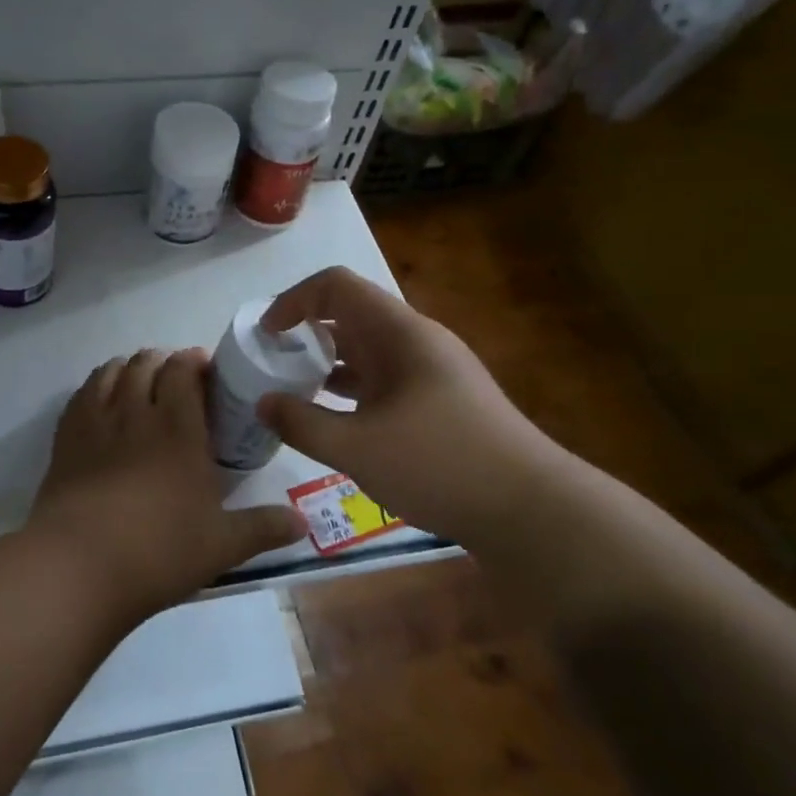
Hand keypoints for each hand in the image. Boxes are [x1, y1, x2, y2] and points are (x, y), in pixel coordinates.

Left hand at [29, 348, 306, 620]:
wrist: (79, 565)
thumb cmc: (159, 550)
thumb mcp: (222, 545)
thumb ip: (264, 528)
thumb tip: (302, 524)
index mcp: (178, 427)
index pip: (182, 369)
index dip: (193, 360)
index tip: (205, 372)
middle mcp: (135, 412)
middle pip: (145, 362)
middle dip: (162, 362)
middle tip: (175, 383)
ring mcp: (95, 421)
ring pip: (110, 371)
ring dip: (128, 368)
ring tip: (138, 385)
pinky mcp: (65, 438)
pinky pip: (81, 394)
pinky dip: (96, 386)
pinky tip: (102, 403)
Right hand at [257, 267, 561, 538]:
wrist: (532, 509)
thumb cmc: (440, 465)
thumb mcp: (357, 448)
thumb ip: (301, 423)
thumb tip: (262, 404)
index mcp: (399, 333)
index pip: (336, 286)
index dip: (293, 300)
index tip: (266, 335)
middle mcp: (416, 341)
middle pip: (350, 314)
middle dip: (305, 332)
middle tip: (272, 363)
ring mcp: (431, 371)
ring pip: (367, 349)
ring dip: (327, 362)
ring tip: (293, 390)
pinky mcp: (440, 401)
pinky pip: (383, 378)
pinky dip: (351, 388)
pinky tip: (334, 420)